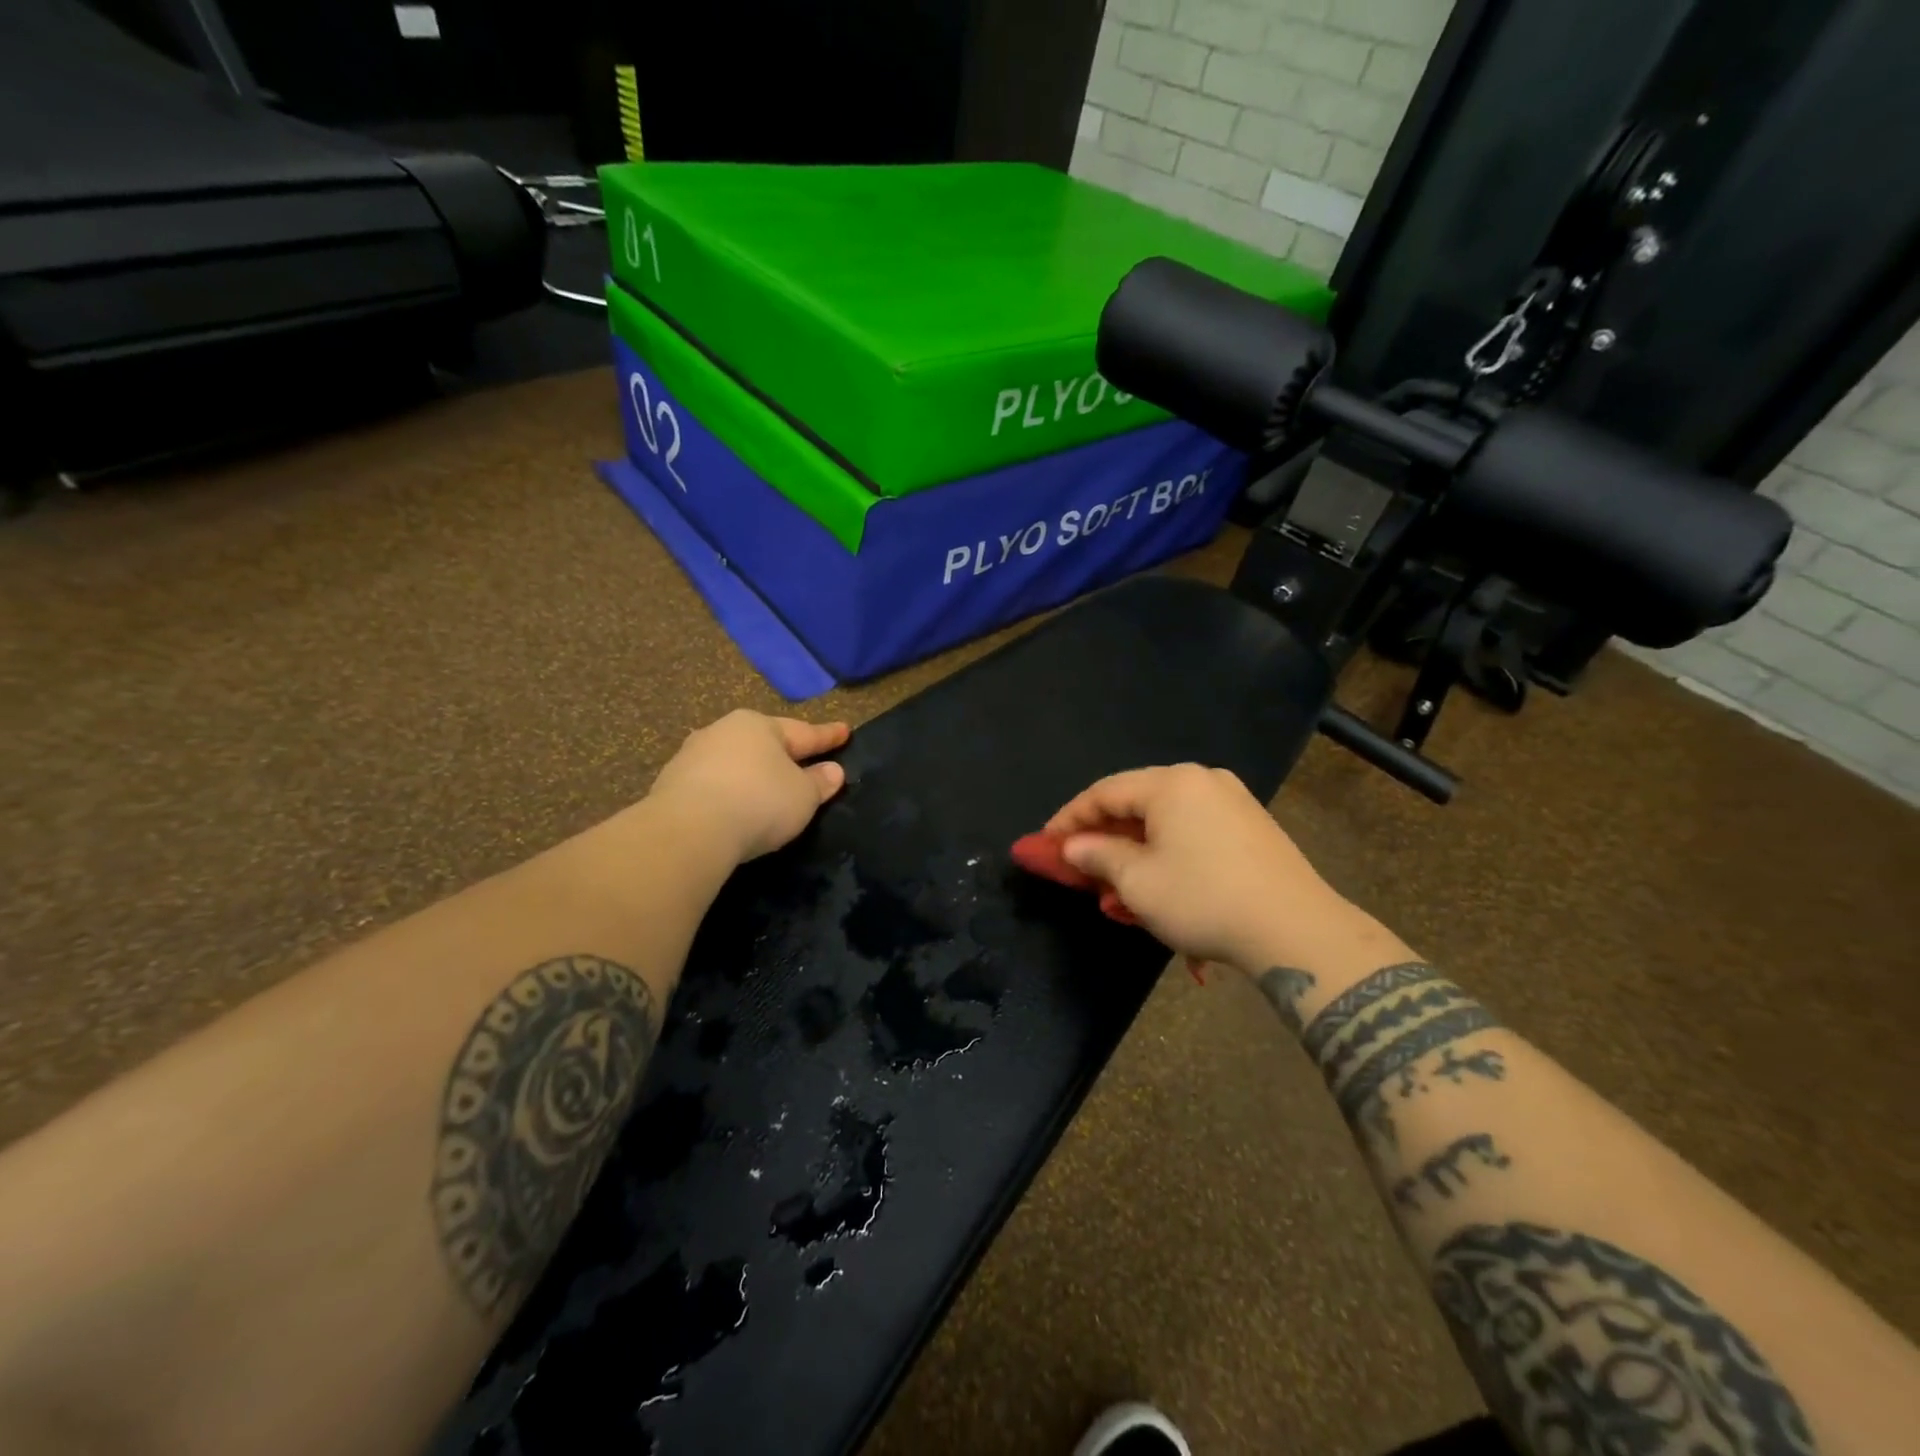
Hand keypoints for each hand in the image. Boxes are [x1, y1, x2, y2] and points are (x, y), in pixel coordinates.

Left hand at [650, 711, 849, 862]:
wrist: (689, 831)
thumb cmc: (759, 801)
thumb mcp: (803, 796)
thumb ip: (820, 782)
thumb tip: (834, 771)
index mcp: (759, 725)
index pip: (803, 732)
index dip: (827, 736)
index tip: (844, 731)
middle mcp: (723, 732)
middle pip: (764, 743)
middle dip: (784, 752)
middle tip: (804, 759)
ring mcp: (691, 757)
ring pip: (734, 762)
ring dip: (752, 773)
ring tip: (767, 787)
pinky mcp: (670, 786)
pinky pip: (712, 785)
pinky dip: (728, 793)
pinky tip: (734, 808)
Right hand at [1045, 764, 1364, 973]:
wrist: (1297, 931)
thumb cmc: (1203, 899)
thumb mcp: (1137, 881)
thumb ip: (1097, 856)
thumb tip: (1072, 847)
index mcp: (1171, 783)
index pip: (1104, 793)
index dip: (1068, 820)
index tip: (1043, 846)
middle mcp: (1202, 781)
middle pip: (1135, 805)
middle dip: (1102, 841)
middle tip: (1077, 871)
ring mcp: (1232, 803)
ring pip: (1164, 825)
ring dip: (1134, 856)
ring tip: (1114, 895)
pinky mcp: (1252, 829)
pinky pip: (1193, 836)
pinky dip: (1167, 859)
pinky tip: (1158, 892)